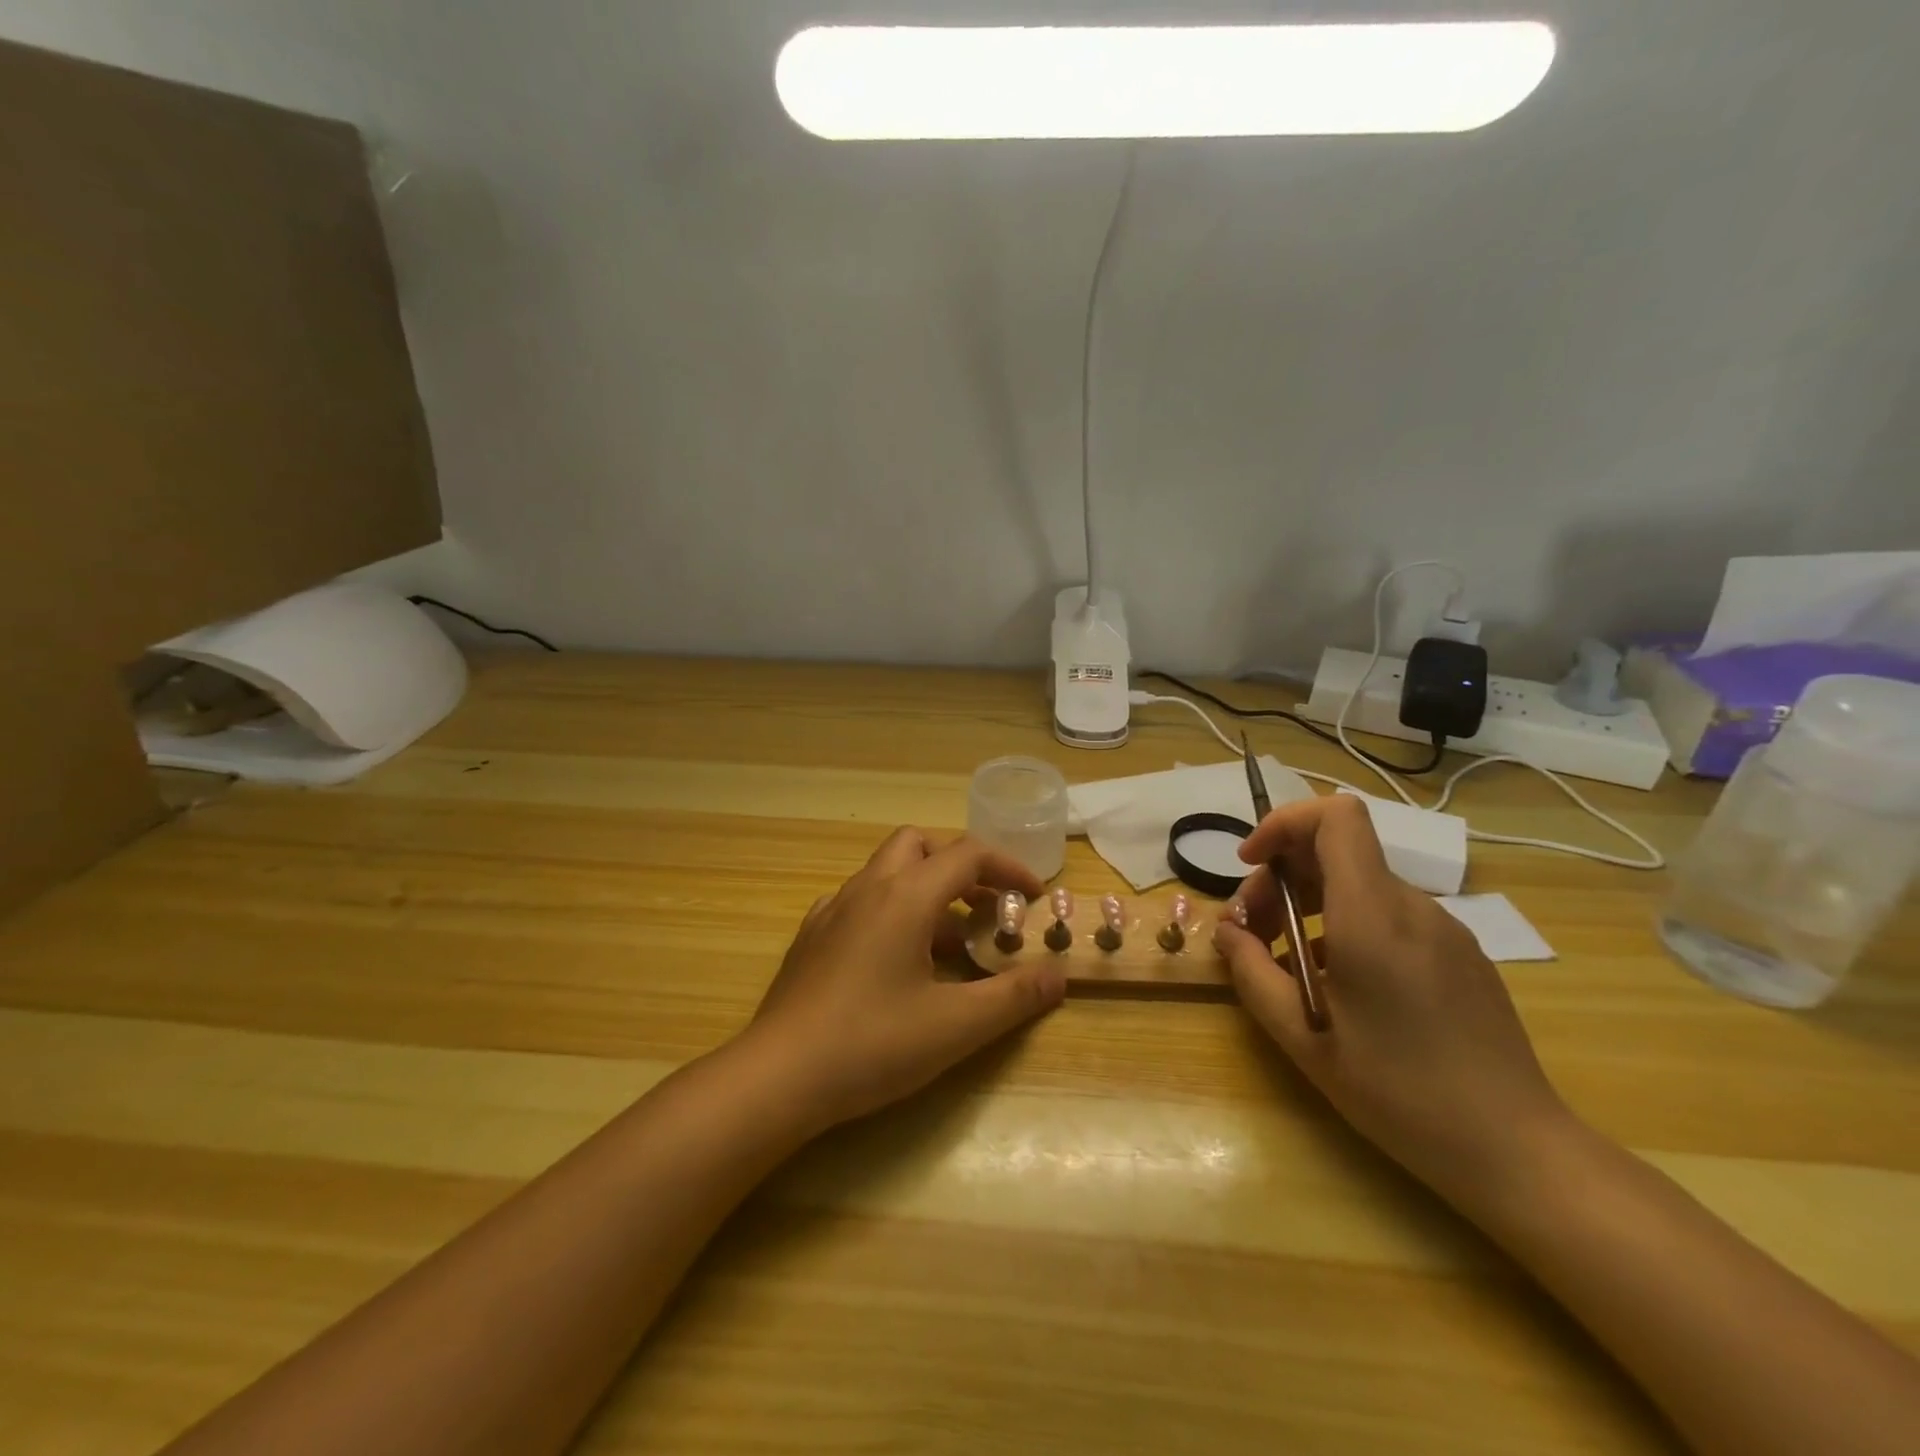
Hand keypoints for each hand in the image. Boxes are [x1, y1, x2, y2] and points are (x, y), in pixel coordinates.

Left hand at [740, 828, 1065, 1131]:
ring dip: (925, 889)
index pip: (967, 854)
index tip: (1033, 897)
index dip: (1008, 867)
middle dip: (959, 864)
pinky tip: (895, 957)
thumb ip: (1012, 997)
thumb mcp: (955, 1026)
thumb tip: (1058, 975)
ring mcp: (833, 910)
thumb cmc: (872, 1044)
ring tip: (950, 941)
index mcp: (905, 897)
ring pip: (887, 871)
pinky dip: (890, 909)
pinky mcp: (811, 936)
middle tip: (985, 904)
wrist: (777, 1076)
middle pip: (919, 844)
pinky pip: (860, 900)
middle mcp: (867, 889)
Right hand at [1213, 795, 1574, 1205]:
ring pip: (1359, 884)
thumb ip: (1251, 971)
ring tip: (1288, 964)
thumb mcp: (1302, 1037)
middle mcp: (1412, 907)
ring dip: (1310, 904)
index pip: (1335, 816)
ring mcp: (1444, 929)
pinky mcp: (1460, 954)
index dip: (1284, 823)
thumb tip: (1227, 930)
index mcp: (1372, 915)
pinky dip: (1345, 925)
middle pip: (1336, 850)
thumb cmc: (1399, 1092)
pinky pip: (1389, 915)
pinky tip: (1337, 984)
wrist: (1516, 1151)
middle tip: (1252, 932)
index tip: (1251, 864)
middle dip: (1281, 876)